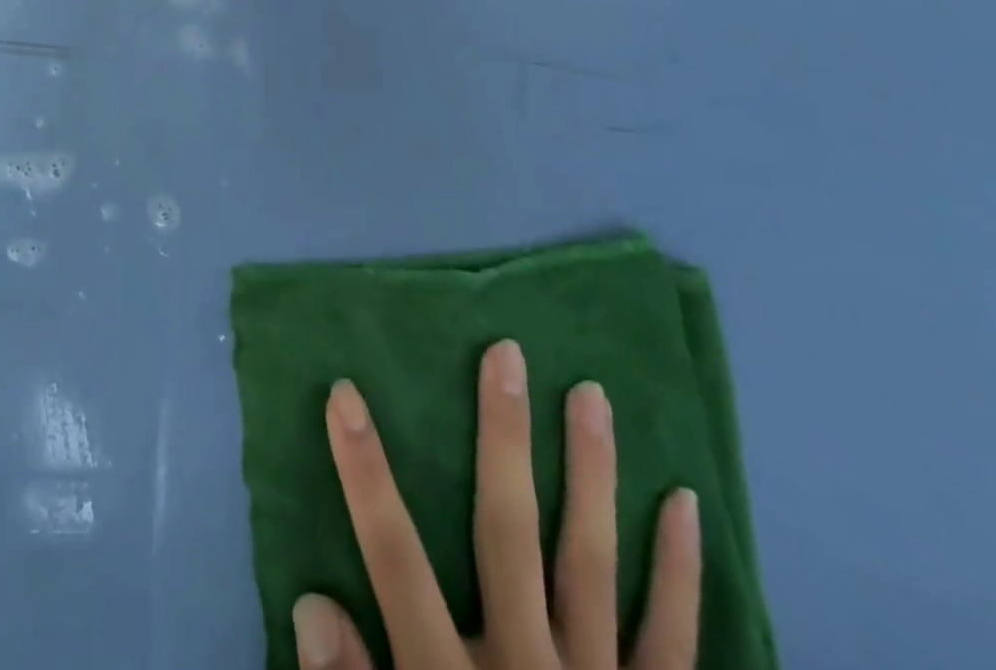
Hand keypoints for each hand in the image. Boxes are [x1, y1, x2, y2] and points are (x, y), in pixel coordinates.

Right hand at [294, 342, 701, 669]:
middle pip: (509, 533)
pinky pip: (674, 640)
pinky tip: (684, 504)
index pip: (394, 558)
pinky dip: (679, 572)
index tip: (345, 393)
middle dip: (503, 439)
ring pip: (593, 562)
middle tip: (507, 354)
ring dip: (592, 473)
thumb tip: (311, 603)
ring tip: (590, 392)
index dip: (365, 473)